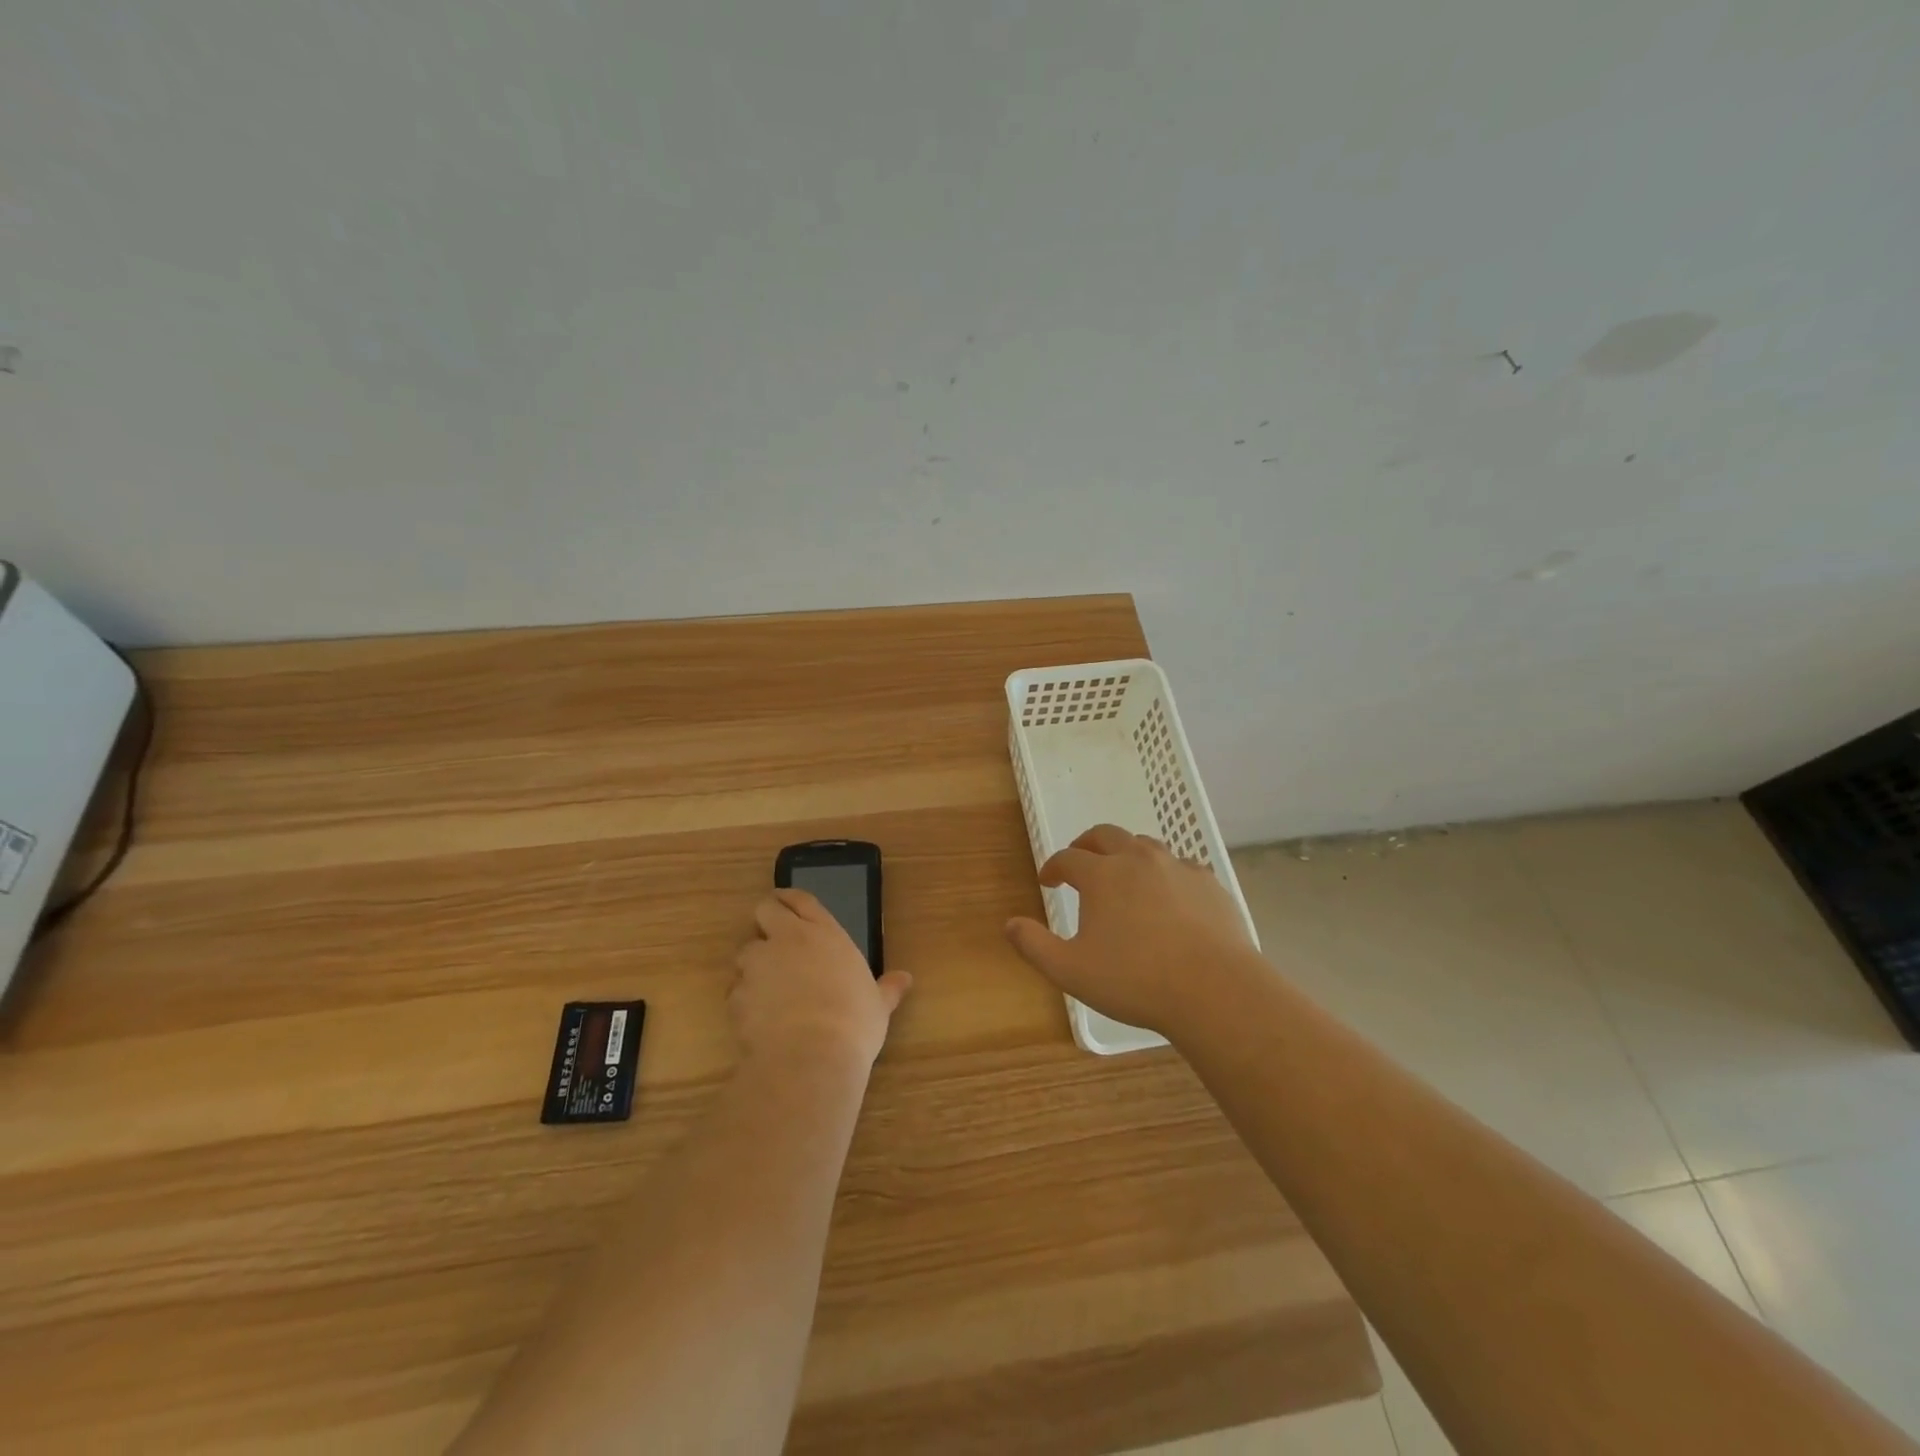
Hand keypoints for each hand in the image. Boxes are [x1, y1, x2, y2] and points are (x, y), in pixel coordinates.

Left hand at [732, 889, 912, 1072]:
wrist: (809, 1058)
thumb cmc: (853, 1023)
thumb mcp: (878, 1005)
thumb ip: (887, 988)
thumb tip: (905, 979)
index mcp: (824, 933)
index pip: (801, 899)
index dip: (791, 898)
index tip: (788, 903)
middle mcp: (787, 939)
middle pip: (764, 910)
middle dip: (766, 920)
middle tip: (776, 939)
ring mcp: (758, 965)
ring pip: (745, 951)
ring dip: (754, 963)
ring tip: (769, 986)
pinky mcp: (737, 994)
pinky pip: (736, 989)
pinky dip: (745, 998)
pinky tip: (760, 1017)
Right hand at [1004, 825, 1258, 1038]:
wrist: (1215, 990)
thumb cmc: (1135, 980)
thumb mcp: (1071, 971)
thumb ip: (1035, 945)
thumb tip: (1010, 924)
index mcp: (1102, 875)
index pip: (1068, 858)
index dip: (1053, 866)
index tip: (1048, 880)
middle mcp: (1138, 859)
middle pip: (1106, 835)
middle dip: (1086, 844)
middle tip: (1079, 859)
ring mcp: (1178, 868)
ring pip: (1145, 845)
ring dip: (1126, 853)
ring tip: (1122, 874)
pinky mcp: (1209, 883)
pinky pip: (1181, 866)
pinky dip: (1165, 873)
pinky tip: (1167, 896)